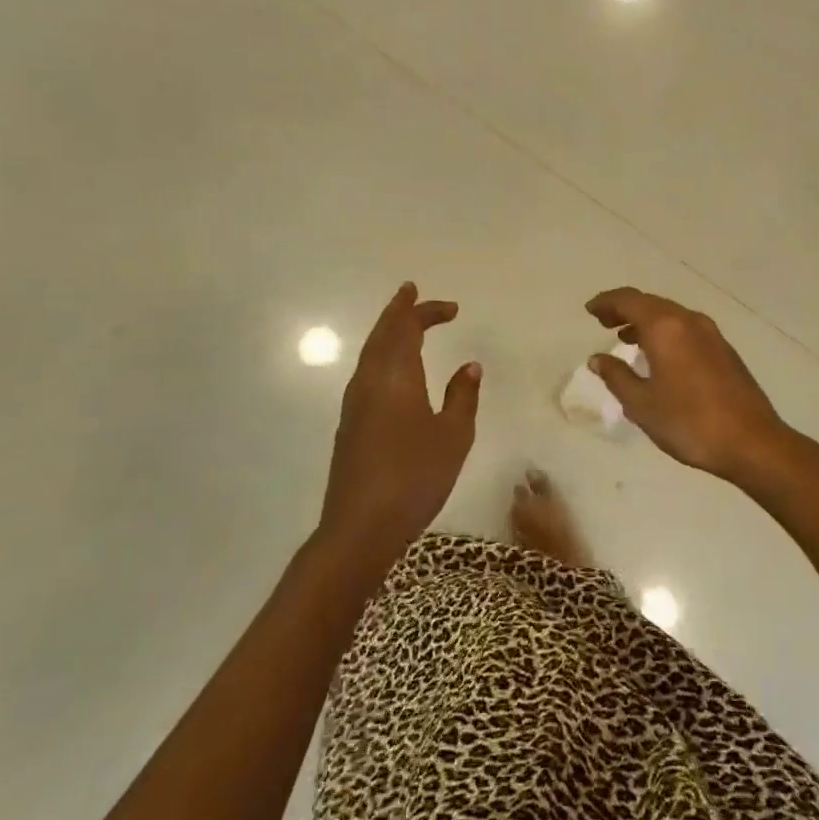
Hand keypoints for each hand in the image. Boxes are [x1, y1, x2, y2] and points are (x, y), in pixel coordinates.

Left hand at [320, 283, 481, 561]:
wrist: (360, 527)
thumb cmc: (414, 476)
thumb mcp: (453, 436)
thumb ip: (462, 396)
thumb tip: (469, 366)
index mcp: (396, 376)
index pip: (408, 328)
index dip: (426, 311)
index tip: (452, 308)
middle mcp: (370, 381)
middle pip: (381, 334)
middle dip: (398, 311)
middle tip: (412, 292)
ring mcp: (355, 403)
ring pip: (370, 352)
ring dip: (387, 332)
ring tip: (403, 322)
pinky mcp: (350, 424)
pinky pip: (366, 372)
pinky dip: (381, 355)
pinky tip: (393, 369)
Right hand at [585, 287, 801, 484]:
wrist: (752, 442)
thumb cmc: (689, 423)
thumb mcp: (642, 404)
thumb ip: (616, 376)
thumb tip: (597, 359)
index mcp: (666, 327)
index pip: (629, 300)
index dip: (606, 302)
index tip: (590, 310)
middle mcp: (689, 321)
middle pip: (651, 303)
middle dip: (625, 309)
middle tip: (603, 321)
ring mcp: (711, 334)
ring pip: (670, 315)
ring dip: (645, 321)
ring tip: (625, 338)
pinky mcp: (724, 350)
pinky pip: (685, 329)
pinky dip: (665, 332)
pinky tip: (658, 355)